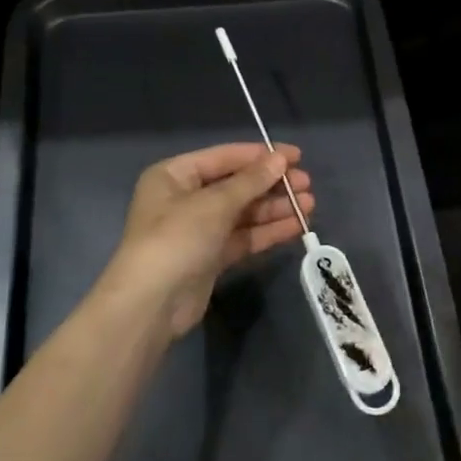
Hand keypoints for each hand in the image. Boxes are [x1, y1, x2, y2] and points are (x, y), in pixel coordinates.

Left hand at [93, 143, 314, 350]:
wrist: (151, 304)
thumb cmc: (176, 239)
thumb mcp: (214, 204)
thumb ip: (250, 181)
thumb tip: (280, 159)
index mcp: (174, 175)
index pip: (224, 157)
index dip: (261, 155)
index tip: (297, 156)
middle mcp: (184, 198)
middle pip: (236, 185)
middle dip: (271, 184)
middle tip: (306, 184)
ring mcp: (198, 229)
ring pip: (243, 212)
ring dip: (274, 208)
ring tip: (309, 205)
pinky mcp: (210, 257)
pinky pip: (243, 237)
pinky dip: (267, 231)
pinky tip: (296, 227)